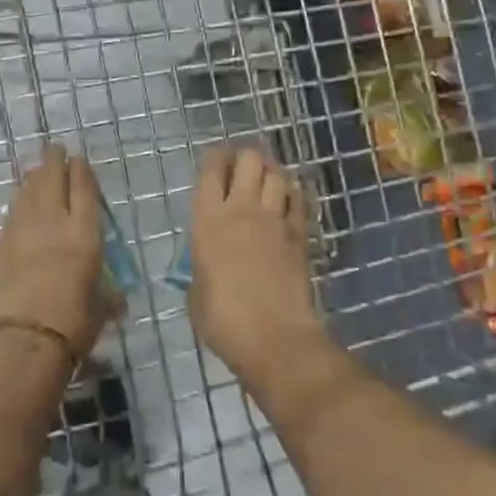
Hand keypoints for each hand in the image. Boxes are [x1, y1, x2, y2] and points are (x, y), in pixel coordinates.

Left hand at [0, 142, 118, 360]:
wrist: (23, 341)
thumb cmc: (72, 325)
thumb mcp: (100, 310)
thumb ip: (108, 297)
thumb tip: (117, 300)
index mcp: (84, 234)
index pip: (83, 190)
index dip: (81, 171)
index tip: (79, 158)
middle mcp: (54, 223)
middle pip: (52, 180)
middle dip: (54, 161)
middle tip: (54, 149)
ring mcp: (24, 231)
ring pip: (28, 192)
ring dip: (34, 177)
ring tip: (37, 169)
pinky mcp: (1, 245)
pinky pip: (13, 212)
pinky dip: (19, 200)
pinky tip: (20, 200)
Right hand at [188, 145, 324, 383]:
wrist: (276, 339)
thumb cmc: (224, 320)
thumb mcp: (196, 293)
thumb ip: (199, 268)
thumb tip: (204, 264)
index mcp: (208, 221)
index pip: (211, 170)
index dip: (213, 158)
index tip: (214, 162)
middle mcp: (242, 210)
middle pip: (250, 159)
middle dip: (245, 157)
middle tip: (240, 168)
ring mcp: (275, 220)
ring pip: (278, 173)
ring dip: (270, 171)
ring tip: (264, 180)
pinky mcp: (300, 234)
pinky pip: (298, 199)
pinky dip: (292, 193)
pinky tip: (287, 200)